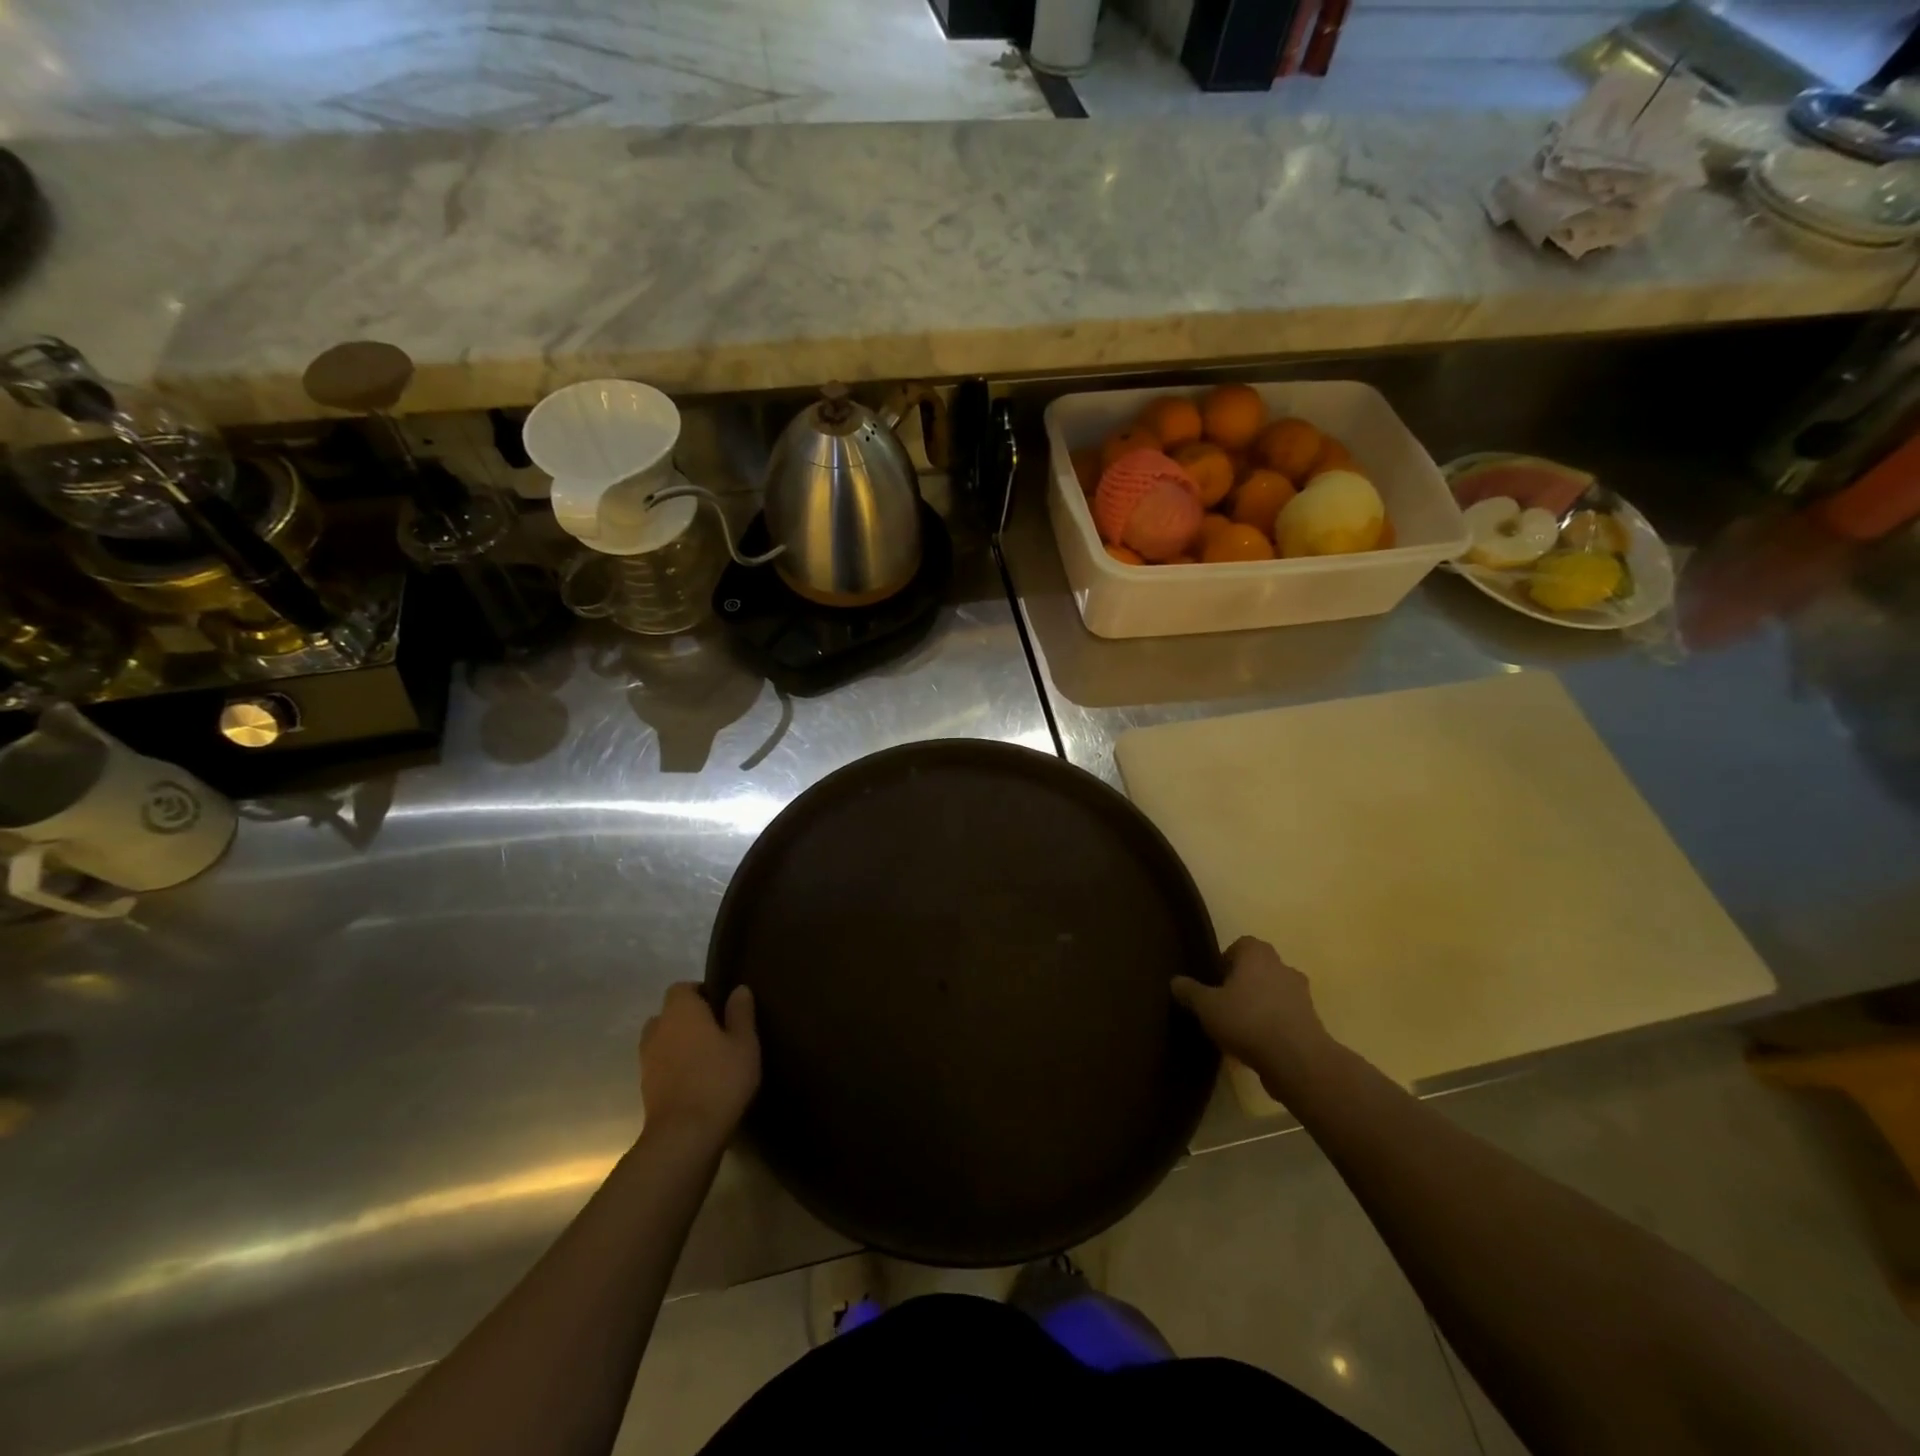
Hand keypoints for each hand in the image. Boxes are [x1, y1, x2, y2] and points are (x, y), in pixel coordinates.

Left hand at [639, 983, 759, 1141]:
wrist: (685, 1136)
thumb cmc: (720, 1079)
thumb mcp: (744, 1043)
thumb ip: (741, 1013)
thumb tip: (738, 989)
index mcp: (680, 1011)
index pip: (682, 988)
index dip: (700, 992)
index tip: (720, 1005)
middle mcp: (658, 1029)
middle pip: (668, 1014)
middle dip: (688, 1019)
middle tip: (716, 1031)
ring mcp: (647, 1060)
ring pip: (662, 1040)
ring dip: (679, 1044)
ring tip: (706, 1057)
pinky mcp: (645, 1088)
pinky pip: (660, 1065)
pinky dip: (674, 1067)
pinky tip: (697, 1080)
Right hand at [1172, 937, 1338, 1096]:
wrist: (1298, 1061)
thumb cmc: (1247, 1021)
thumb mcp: (1207, 1006)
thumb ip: (1190, 991)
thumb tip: (1175, 981)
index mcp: (1258, 955)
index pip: (1241, 945)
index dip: (1226, 960)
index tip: (1214, 981)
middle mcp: (1283, 967)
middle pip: (1259, 969)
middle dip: (1242, 984)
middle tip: (1223, 1004)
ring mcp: (1301, 995)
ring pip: (1274, 993)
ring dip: (1259, 1006)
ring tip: (1239, 1029)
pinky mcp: (1311, 1023)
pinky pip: (1285, 1017)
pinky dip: (1273, 1026)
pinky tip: (1256, 1047)